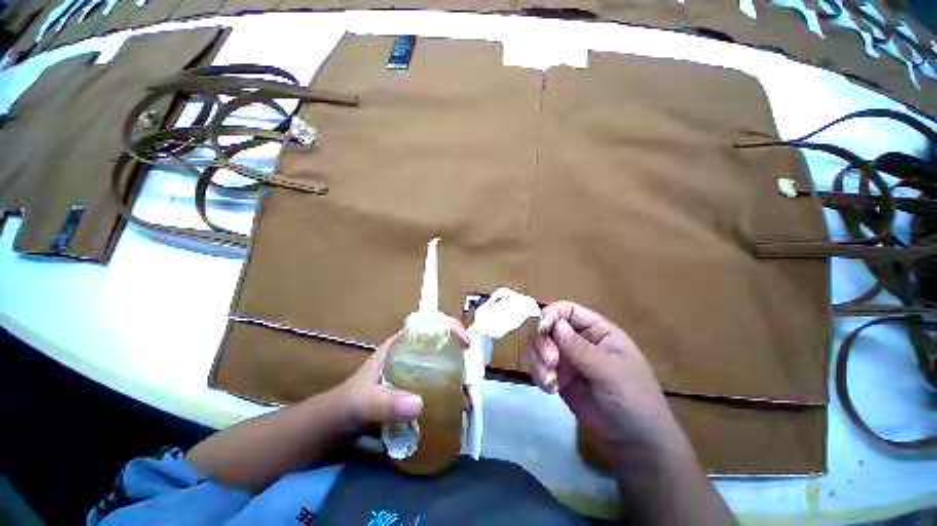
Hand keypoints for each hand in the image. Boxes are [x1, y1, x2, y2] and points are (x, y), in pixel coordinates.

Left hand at [336, 318, 469, 429]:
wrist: (334, 431)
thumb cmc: (346, 406)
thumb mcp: (364, 402)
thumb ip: (386, 403)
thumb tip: (420, 404)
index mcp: (400, 345)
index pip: (428, 325)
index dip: (449, 326)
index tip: (465, 342)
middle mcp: (410, 355)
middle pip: (441, 345)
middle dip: (459, 356)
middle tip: (471, 375)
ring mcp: (413, 374)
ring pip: (441, 367)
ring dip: (457, 379)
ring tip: (467, 399)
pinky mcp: (414, 392)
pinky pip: (437, 387)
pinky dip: (448, 395)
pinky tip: (456, 410)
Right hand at [529, 301, 679, 454]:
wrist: (633, 440)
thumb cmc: (633, 400)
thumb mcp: (611, 373)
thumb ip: (582, 349)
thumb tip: (556, 325)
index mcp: (596, 330)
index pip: (567, 310)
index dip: (551, 314)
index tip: (542, 330)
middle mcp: (578, 339)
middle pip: (547, 326)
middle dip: (543, 343)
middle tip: (551, 363)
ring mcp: (566, 357)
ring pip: (539, 345)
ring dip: (538, 360)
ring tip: (550, 382)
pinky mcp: (558, 375)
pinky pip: (538, 365)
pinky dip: (538, 374)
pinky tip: (549, 389)